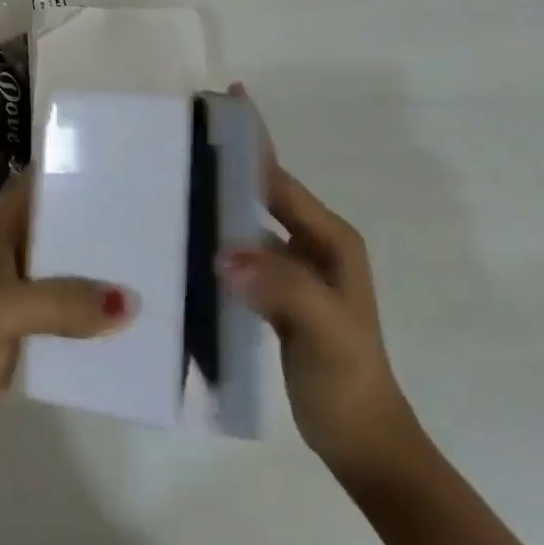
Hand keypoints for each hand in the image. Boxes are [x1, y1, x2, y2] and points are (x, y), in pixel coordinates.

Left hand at [0, 175, 131, 446]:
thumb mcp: (5, 311)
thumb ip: (61, 302)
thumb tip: (128, 301)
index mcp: (1, 227)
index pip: (41, 182)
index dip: (74, 169)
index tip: (120, 165)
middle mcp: (14, 247)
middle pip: (62, 220)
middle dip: (99, 216)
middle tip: (151, 213)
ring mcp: (23, 284)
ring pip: (70, 261)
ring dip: (101, 262)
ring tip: (152, 257)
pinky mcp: (33, 320)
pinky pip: (72, 301)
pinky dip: (95, 302)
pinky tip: (132, 309)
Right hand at [221, 85, 418, 480]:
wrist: (363, 443)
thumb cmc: (348, 380)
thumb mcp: (324, 331)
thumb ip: (282, 288)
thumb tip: (225, 253)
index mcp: (331, 239)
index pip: (281, 180)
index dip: (254, 142)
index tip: (225, 101)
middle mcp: (315, 244)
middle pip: (267, 190)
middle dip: (234, 159)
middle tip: (189, 130)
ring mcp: (297, 268)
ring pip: (252, 219)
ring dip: (223, 197)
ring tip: (180, 175)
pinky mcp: (279, 292)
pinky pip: (245, 251)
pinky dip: (221, 237)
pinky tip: (191, 236)